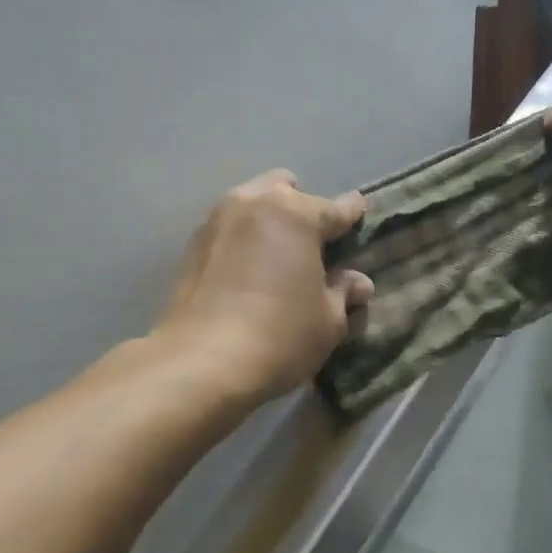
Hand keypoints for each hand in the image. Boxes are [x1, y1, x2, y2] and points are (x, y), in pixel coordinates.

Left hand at [157, 170, 373, 404]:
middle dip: (303, 207)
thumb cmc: (280, 336)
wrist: (201, 363)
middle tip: (313, 242)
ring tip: (278, 253)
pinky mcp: (191, 245)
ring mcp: (217, 220)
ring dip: (268, 220)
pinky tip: (248, 268)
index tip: (360, 214)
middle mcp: (254, 203)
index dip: (352, 214)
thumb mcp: (329, 321)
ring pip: (252, 203)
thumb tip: (357, 282)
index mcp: (296, 214)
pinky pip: (228, 228)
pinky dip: (243, 239)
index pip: (337, 207)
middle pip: (286, 189)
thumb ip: (343, 292)